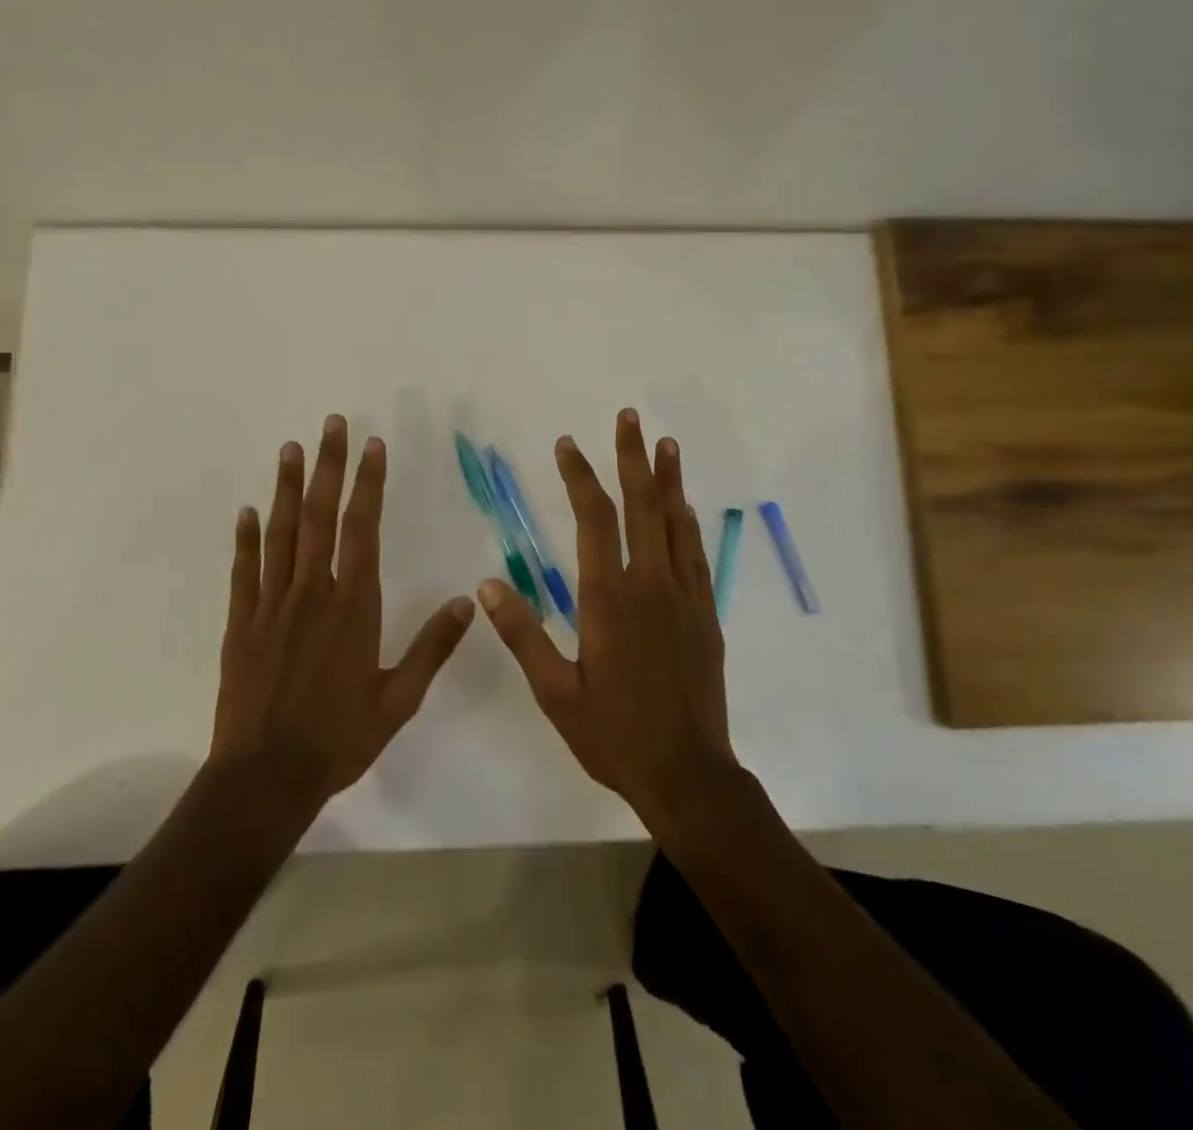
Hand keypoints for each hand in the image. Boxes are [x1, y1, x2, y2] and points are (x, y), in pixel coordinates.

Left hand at [210, 414, 476, 807]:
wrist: (264, 778)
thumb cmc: (338, 739)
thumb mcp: (399, 700)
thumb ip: (433, 648)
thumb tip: (470, 602)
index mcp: (353, 607)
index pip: (362, 530)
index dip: (369, 484)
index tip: (374, 446)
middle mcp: (312, 594)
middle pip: (319, 516)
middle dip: (328, 466)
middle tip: (331, 425)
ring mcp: (271, 605)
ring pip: (280, 533)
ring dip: (285, 487)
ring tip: (291, 449)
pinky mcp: (241, 624)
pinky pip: (245, 571)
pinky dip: (246, 538)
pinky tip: (247, 511)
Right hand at [477, 408, 737, 827]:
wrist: (688, 774)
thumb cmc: (613, 735)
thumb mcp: (555, 692)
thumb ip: (523, 634)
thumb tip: (486, 585)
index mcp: (608, 599)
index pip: (593, 520)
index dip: (580, 476)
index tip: (567, 444)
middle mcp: (650, 585)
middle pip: (641, 506)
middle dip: (631, 457)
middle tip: (628, 417)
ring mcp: (684, 597)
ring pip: (675, 522)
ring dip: (668, 479)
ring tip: (664, 443)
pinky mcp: (706, 614)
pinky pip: (696, 554)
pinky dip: (687, 522)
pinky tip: (685, 506)